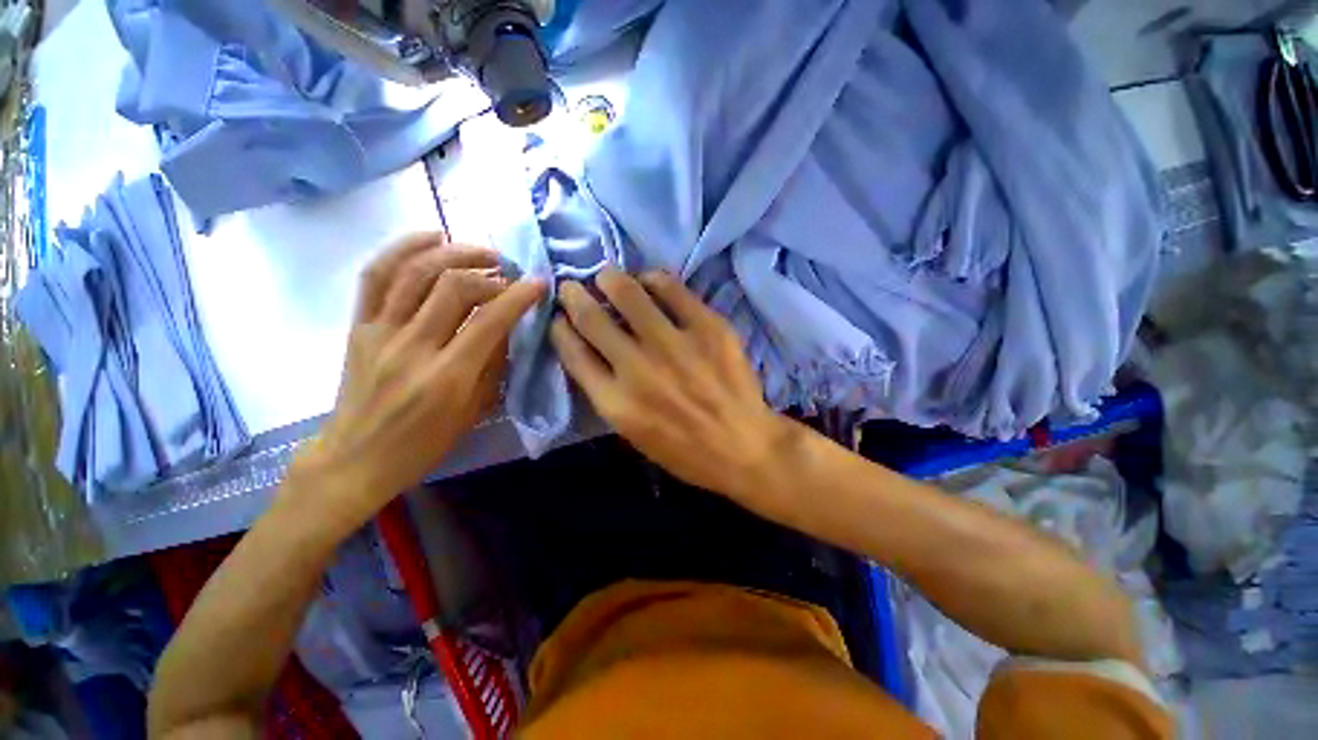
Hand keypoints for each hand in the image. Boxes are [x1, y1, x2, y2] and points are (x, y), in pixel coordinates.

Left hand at [288, 232, 544, 532]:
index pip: (490, 321)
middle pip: (454, 287)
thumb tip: (506, 325)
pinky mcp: (358, 325)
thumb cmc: (424, 443)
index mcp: (447, 376)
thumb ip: (494, 364)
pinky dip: (403, 248)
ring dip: (454, 252)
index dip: (518, 296)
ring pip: (415, 272)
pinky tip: (431, 237)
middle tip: (508, 271)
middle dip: (489, 270)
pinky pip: (376, 275)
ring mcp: (380, 332)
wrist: (356, 459)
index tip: (538, 284)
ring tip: (480, 253)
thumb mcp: (475, 411)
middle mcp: (412, 347)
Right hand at [550, 268, 796, 508]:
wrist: (744, 447)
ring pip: (627, 293)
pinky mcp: (707, 327)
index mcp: (615, 402)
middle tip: (575, 286)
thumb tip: (591, 348)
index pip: (572, 351)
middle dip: (575, 295)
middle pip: (591, 317)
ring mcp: (674, 345)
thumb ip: (606, 391)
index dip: (561, 327)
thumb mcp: (632, 433)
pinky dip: (654, 279)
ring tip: (609, 277)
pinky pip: (671, 288)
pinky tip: (650, 282)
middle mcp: (638, 369)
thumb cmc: (685, 450)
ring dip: (610, 279)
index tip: (561, 316)